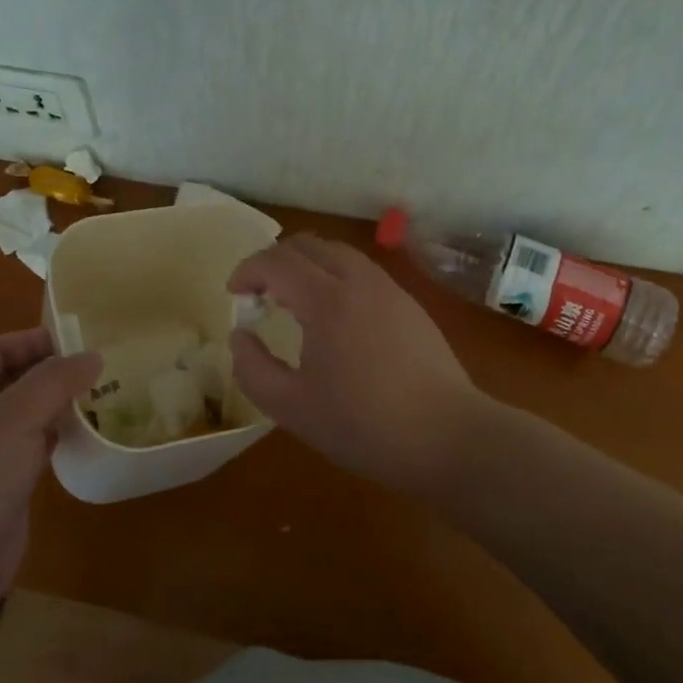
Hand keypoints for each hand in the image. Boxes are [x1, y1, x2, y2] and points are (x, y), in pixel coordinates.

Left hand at [0, 328, 100, 607]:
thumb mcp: (16, 416)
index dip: (32, 340)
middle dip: (54, 370)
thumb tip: (93, 356)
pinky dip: (60, 433)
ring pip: (30, 412)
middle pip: (16, 378)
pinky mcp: (6, 479)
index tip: (77, 340)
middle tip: (100, 366)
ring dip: (61, 402)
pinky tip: (89, 432)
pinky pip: (36, 443)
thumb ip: (55, 380)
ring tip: (104, 393)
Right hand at [227, 235, 483, 494]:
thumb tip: (239, 337)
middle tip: (258, 294)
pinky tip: (334, 318)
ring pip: (338, 254)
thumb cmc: (364, 425)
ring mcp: (390, 289)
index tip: (233, 293)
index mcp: (327, 299)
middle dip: (274, 261)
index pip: (277, 261)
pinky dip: (334, 277)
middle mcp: (359, 280)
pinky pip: (362, 272)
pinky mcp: (410, 305)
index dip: (247, 270)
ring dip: (307, 266)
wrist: (449, 437)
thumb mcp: (292, 408)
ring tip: (293, 303)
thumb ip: (253, 369)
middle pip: (308, 245)